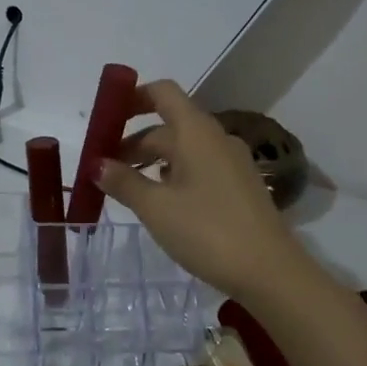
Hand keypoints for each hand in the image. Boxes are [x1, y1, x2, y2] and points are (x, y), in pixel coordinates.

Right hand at [97, 81, 306, 301]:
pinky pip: (199, 168)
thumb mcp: (156, 208)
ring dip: (152, 162)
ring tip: (126, 188)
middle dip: (133, 142)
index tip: (107, 117)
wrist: (270, 272)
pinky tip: (161, 203)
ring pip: (183, 150)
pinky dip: (173, 175)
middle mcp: (216, 139)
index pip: (163, 93)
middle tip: (103, 169)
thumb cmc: (207, 231)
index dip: (133, 97)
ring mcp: (232, 163)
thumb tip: (96, 164)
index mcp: (196, 132)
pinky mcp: (239, 187)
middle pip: (168, 126)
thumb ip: (123, 182)